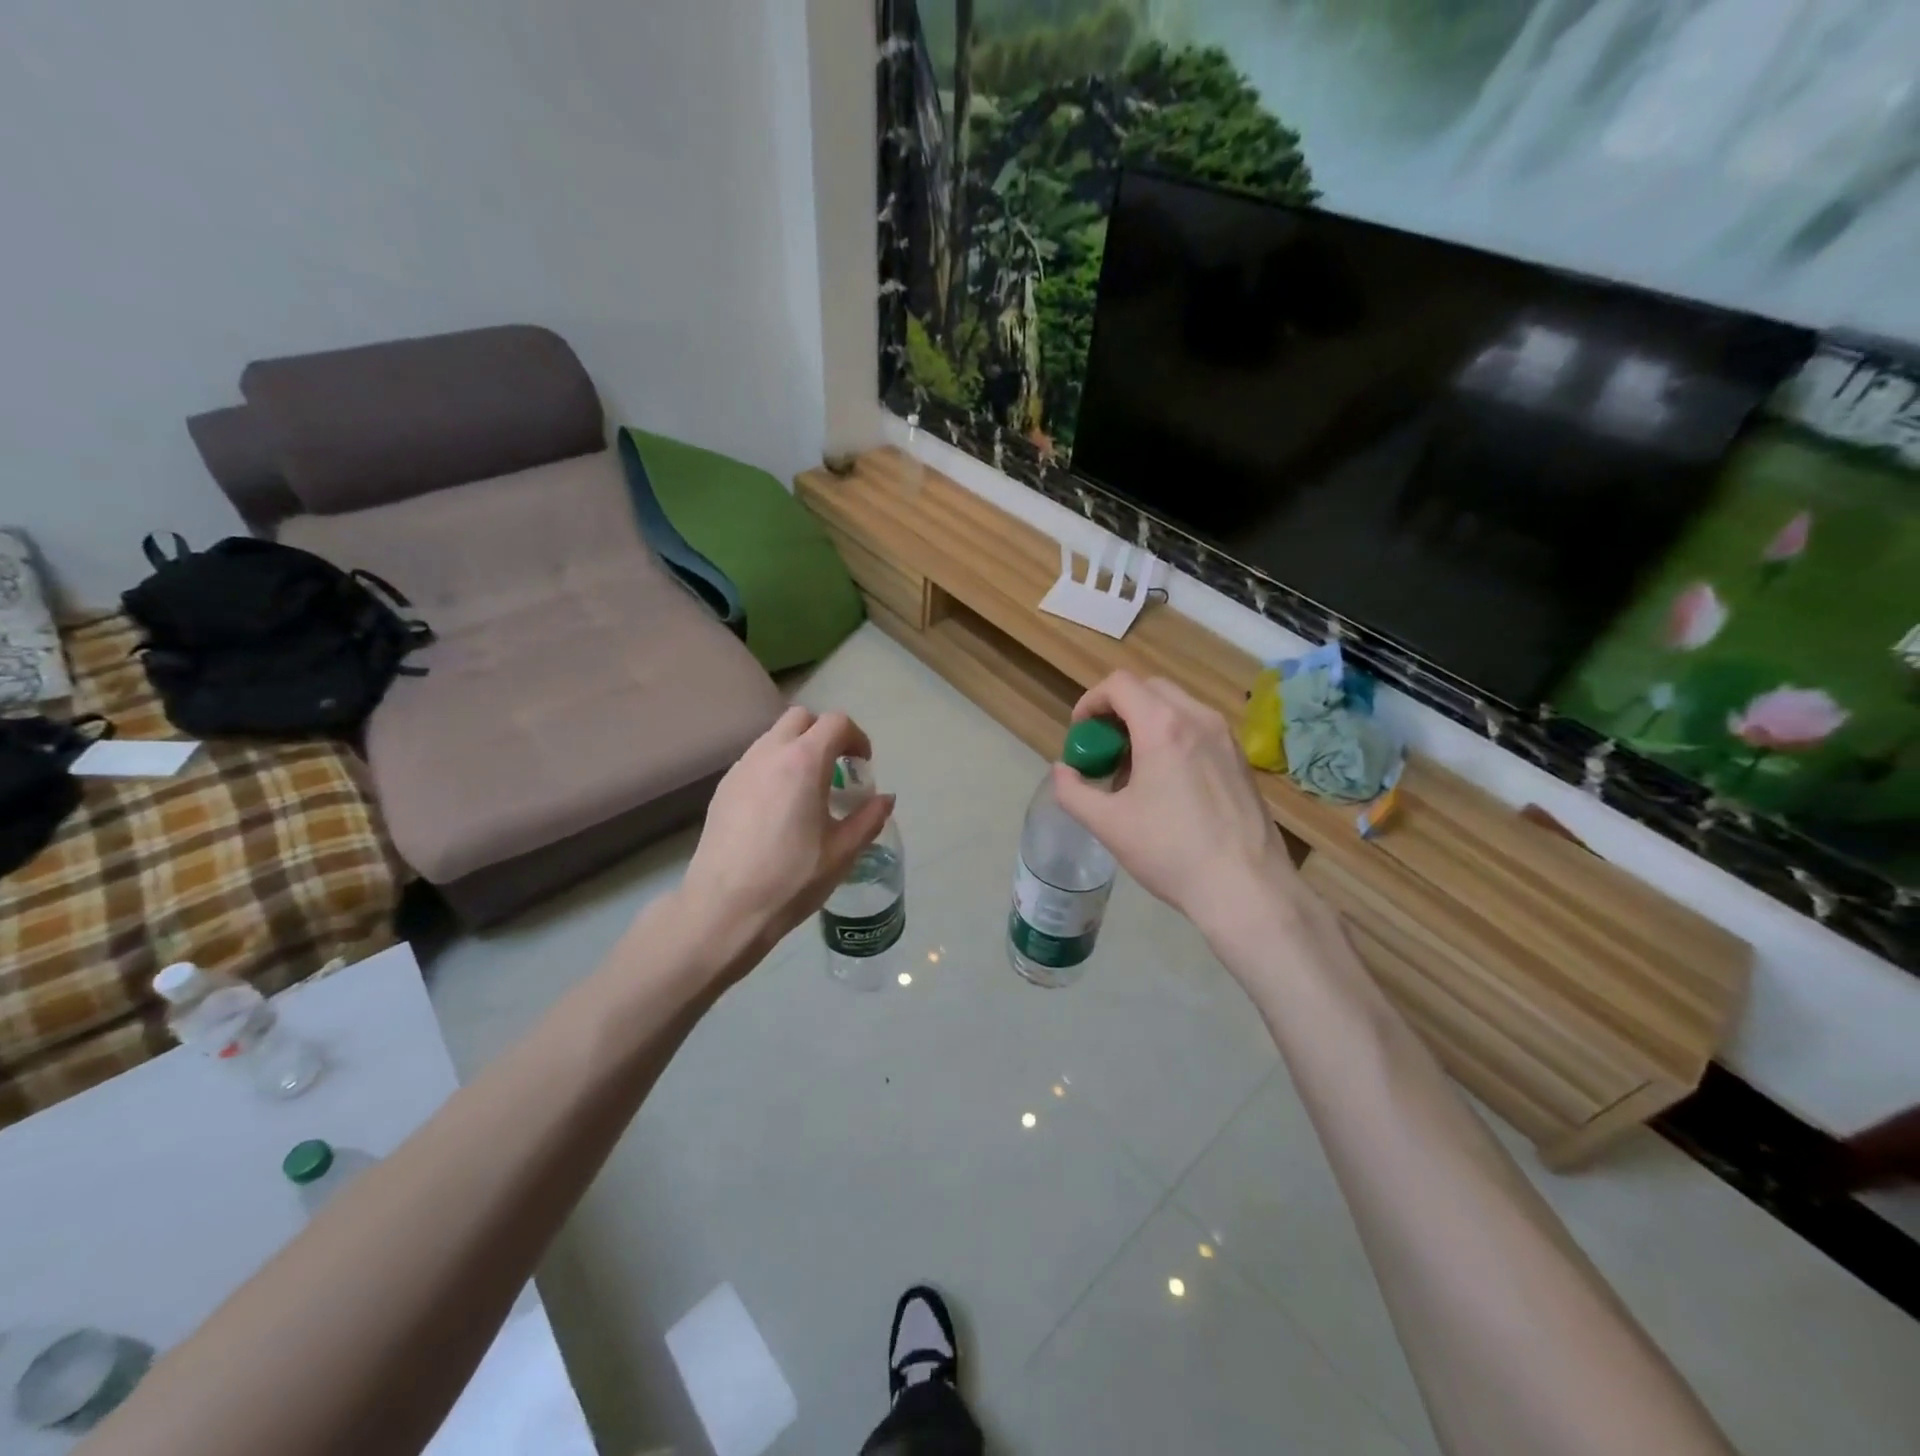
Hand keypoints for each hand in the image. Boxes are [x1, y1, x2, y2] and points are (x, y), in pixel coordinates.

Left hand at [676, 706, 894, 974]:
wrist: (724, 908)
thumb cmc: (791, 879)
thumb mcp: (843, 852)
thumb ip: (869, 818)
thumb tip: (885, 799)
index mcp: (804, 762)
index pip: (836, 723)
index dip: (856, 738)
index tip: (862, 766)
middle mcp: (769, 753)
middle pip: (801, 718)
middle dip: (825, 734)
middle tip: (837, 770)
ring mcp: (741, 768)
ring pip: (774, 736)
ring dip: (797, 749)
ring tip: (808, 790)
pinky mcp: (723, 788)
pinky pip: (755, 760)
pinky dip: (775, 767)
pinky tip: (778, 807)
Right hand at [1051, 672, 1301, 940]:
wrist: (1245, 887)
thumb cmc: (1170, 852)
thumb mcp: (1108, 825)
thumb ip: (1073, 791)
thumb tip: (1062, 771)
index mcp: (1162, 727)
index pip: (1119, 684)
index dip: (1091, 701)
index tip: (1080, 733)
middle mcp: (1198, 719)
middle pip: (1150, 688)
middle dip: (1119, 709)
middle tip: (1104, 747)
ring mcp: (1226, 737)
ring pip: (1178, 707)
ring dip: (1147, 722)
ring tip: (1134, 768)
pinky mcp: (1241, 758)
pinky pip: (1200, 729)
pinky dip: (1174, 737)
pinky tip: (1168, 784)